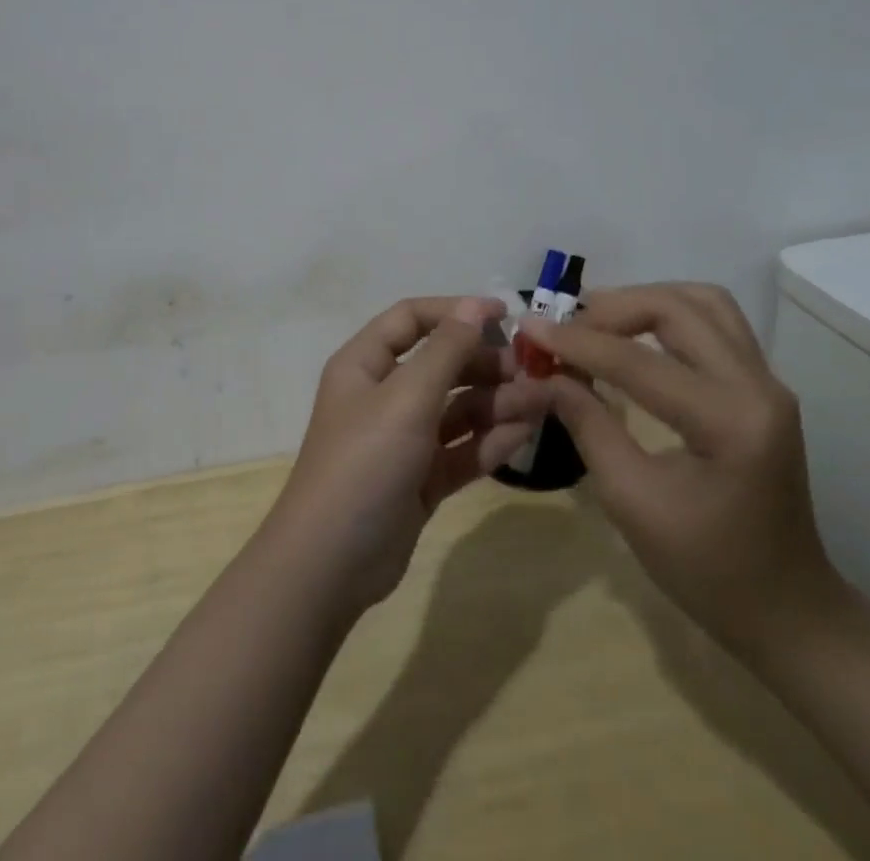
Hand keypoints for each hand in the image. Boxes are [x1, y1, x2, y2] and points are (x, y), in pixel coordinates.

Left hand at [267, 295, 554, 614]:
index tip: (506, 315)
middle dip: (485, 364)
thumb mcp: (406, 398)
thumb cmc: (364, 462)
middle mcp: (383, 395)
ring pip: (456, 409)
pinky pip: (460, 449)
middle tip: (532, 371)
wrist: (331, 563)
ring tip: (539, 403)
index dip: (455, 312)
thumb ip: (445, 350)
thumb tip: (475, 305)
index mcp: (365, 364)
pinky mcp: (420, 479)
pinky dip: (489, 441)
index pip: (412, 319)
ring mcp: (403, 439)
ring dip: (496, 403)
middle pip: (441, 364)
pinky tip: (523, 435)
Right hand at [522, 283, 844, 654]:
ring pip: (702, 302)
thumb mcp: (632, 501)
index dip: (577, 342)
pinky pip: (714, 322)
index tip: (529, 328)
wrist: (788, 611)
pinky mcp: (762, 385)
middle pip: (678, 309)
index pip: (639, 362)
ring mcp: (767, 381)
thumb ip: (587, 426)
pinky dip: (668, 315)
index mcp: (731, 423)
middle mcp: (759, 386)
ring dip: (645, 301)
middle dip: (613, 309)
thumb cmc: (707, 570)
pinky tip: (634, 337)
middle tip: (566, 328)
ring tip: (598, 323)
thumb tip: (541, 377)